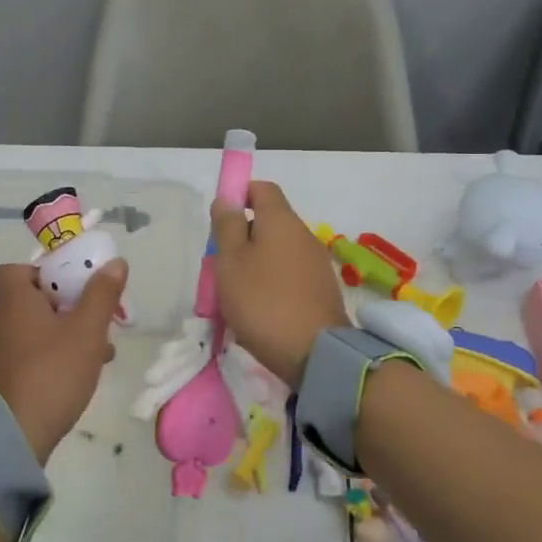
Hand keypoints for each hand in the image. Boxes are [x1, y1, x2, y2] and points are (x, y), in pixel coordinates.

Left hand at [0, 259, 127, 462]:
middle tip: (92, 323)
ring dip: (58, 337)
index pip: (13, 271)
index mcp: (12, 302)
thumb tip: (114, 262)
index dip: (42, 273)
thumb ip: (101, 295)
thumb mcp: (86, 332)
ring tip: (95, 355)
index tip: (70, 287)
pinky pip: (21, 359)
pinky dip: (44, 361)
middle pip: (27, 303)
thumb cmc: (51, 374)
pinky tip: (71, 380)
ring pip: (28, 333)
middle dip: (62, 309)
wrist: (8, 437)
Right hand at [210, 180, 347, 385]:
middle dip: (243, 236)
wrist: (315, 353)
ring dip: (256, 262)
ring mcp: (316, 263)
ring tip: (236, 291)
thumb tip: (228, 198)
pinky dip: (272, 281)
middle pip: (269, 221)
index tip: (221, 220)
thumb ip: (227, 226)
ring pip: (278, 249)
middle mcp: (304, 234)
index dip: (240, 195)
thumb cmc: (263, 301)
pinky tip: (259, 307)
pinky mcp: (321, 289)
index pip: (262, 188)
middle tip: (221, 263)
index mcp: (281, 220)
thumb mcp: (231, 261)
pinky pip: (289, 273)